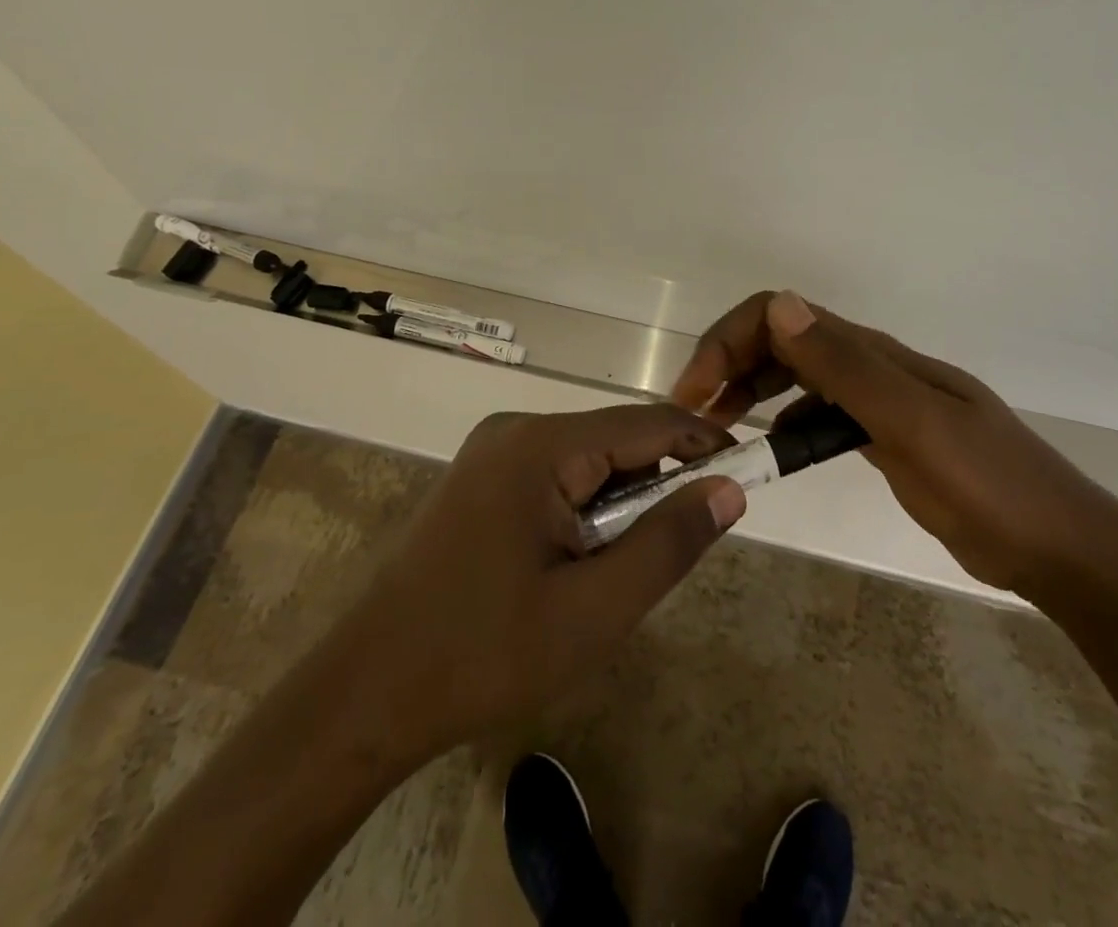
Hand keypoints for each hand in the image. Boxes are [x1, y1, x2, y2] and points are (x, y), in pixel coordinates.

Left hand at [328, 404, 747, 766]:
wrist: (367, 694)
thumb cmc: (485, 654)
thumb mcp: (595, 610)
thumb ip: (669, 543)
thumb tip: (730, 488)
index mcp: (541, 445)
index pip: (647, 423)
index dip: (704, 443)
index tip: (750, 474)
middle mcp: (516, 429)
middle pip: (616, 438)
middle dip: (659, 482)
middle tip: (683, 545)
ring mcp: (493, 451)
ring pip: (589, 458)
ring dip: (623, 501)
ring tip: (624, 567)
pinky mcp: (483, 478)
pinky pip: (557, 474)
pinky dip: (588, 507)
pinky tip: (581, 559)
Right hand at [672, 291, 1117, 597]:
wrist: (1058, 547)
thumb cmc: (990, 486)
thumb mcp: (914, 425)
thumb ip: (846, 368)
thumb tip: (778, 305)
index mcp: (874, 354)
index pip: (782, 317)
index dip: (730, 340)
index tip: (695, 393)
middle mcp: (870, 367)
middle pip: (783, 340)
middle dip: (729, 363)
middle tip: (694, 416)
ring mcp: (878, 402)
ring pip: (797, 375)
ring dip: (751, 390)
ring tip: (719, 431)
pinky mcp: (883, 436)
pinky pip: (819, 415)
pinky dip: (786, 423)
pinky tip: (774, 452)